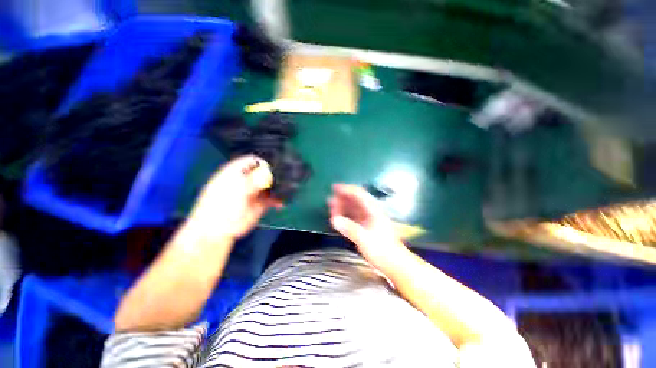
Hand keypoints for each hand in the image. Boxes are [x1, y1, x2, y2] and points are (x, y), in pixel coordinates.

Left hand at [189, 156, 280, 240]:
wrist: (217, 232)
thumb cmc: (220, 208)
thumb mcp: (236, 192)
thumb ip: (253, 181)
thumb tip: (268, 171)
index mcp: (237, 172)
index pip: (253, 161)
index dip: (264, 163)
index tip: (276, 169)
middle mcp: (247, 180)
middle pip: (265, 172)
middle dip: (276, 175)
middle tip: (287, 179)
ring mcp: (254, 191)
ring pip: (271, 185)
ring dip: (279, 188)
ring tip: (286, 191)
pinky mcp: (260, 203)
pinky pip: (272, 198)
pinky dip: (278, 200)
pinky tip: (281, 203)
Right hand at [328, 184, 408, 270]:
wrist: (394, 263)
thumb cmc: (382, 250)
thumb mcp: (365, 239)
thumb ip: (349, 228)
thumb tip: (334, 219)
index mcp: (373, 210)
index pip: (359, 194)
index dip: (346, 189)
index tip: (334, 188)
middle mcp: (371, 212)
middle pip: (355, 200)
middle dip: (342, 198)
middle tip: (330, 200)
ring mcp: (369, 219)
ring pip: (354, 208)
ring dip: (343, 206)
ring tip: (331, 207)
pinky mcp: (366, 226)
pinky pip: (354, 216)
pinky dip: (345, 215)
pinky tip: (338, 217)